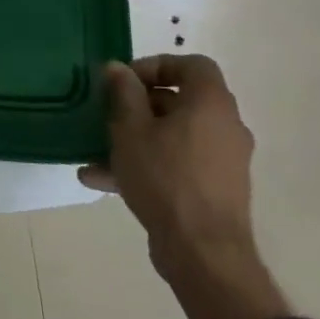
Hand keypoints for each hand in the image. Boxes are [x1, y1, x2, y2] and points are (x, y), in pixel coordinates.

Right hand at [79, 54, 289, 318]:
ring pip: (172, 136)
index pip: (192, 65)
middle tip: (107, 114)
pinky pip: (176, 164)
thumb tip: (118, 68)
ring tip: (94, 152)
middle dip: (137, 105)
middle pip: (179, 101)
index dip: (156, 65)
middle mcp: (224, 127)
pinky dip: (145, 165)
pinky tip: (101, 180)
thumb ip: (124, 93)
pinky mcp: (214, 190)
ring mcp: (222, 162)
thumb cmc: (165, 177)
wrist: (202, 253)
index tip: (125, 81)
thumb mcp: (130, 128)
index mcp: (211, 104)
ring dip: (135, 139)